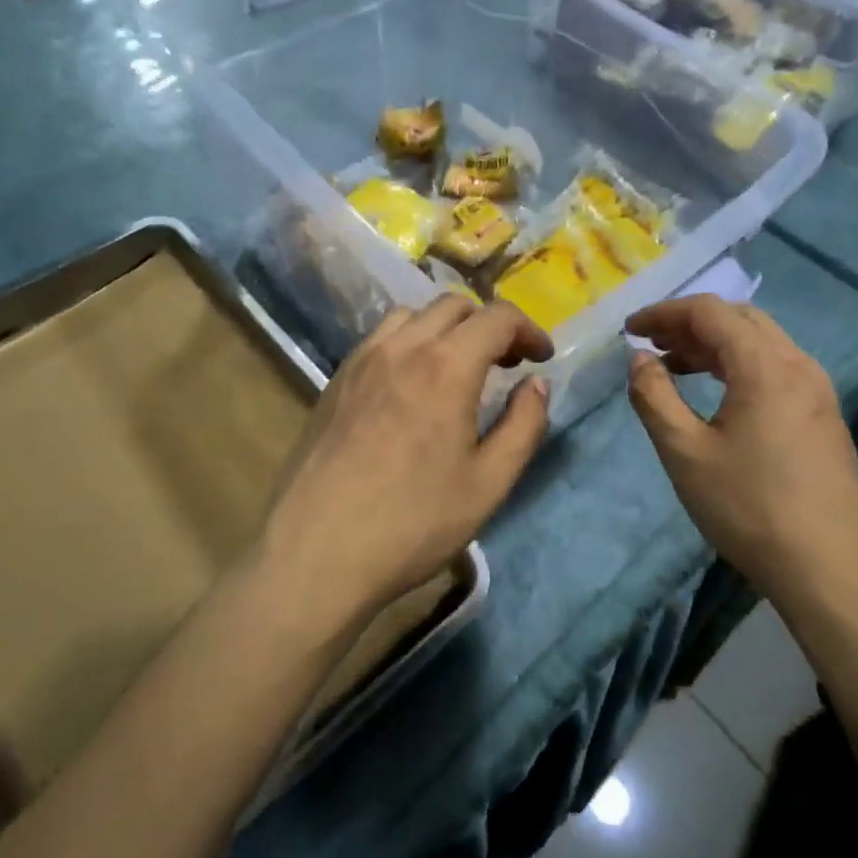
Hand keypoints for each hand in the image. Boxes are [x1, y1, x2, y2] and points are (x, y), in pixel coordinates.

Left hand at [261, 297, 552, 619]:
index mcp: (446, 366)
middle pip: (454, 305)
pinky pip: (380, 339)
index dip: (528, 330)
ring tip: (458, 369)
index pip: (497, 317)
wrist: (316, 552)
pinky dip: (409, 342)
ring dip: (446, 328)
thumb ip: (523, 426)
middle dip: (489, 325)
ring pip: (412, 315)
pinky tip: (412, 386)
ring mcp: (362, 360)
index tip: (541, 358)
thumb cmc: (412, 522)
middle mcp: (402, 347)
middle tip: (506, 364)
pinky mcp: (336, 380)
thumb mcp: (488, 483)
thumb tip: (537, 384)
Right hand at [625, 296, 857, 596]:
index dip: (664, 313)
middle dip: (689, 324)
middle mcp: (797, 365)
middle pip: (739, 319)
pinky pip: (776, 368)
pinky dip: (738, 365)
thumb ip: (654, 397)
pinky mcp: (823, 415)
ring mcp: (817, 390)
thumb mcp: (685, 453)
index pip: (709, 312)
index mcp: (764, 365)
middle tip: (651, 345)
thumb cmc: (750, 508)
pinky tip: (717, 395)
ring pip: (760, 343)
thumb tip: (638, 359)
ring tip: (674, 367)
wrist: (832, 570)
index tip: (630, 329)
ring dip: (714, 345)